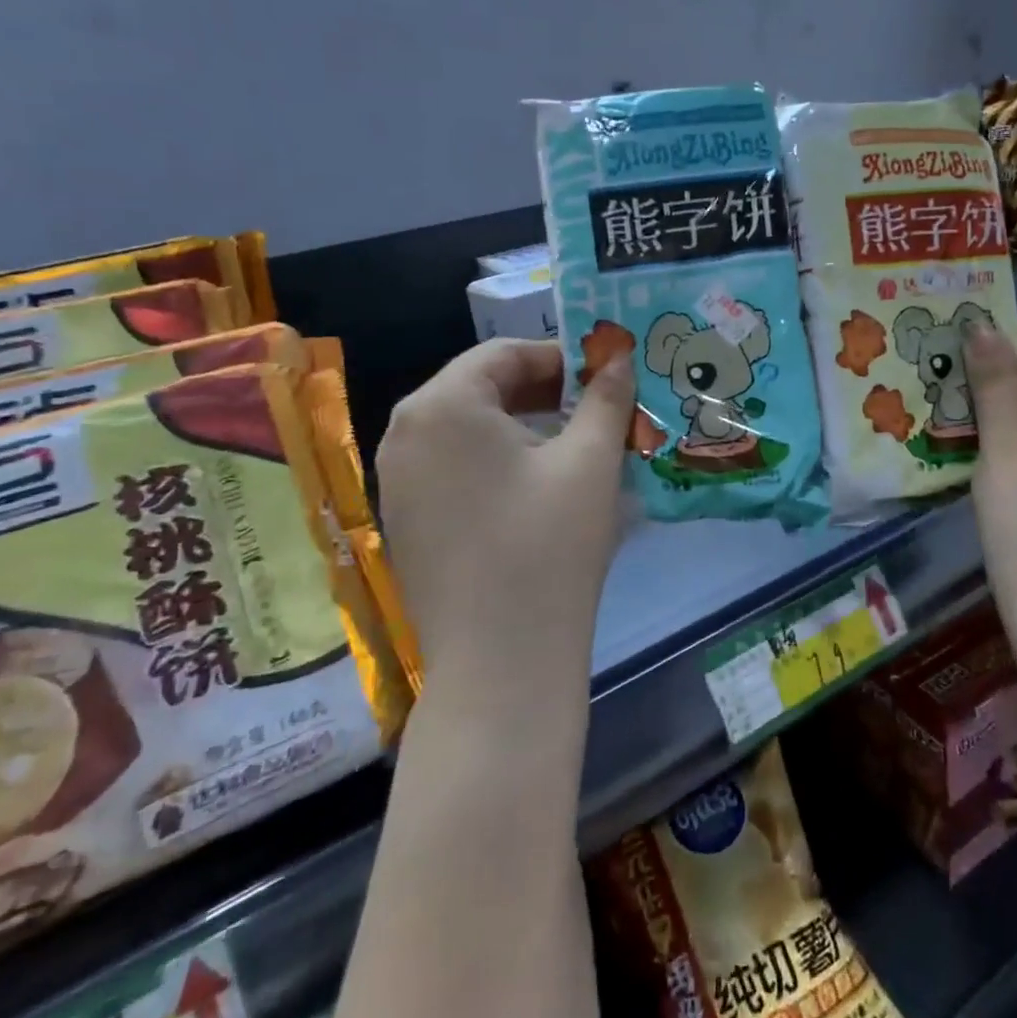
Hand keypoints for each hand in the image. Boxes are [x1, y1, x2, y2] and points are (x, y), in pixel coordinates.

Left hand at [376, 339, 634, 696]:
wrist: (501, 664)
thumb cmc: (550, 546)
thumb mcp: (591, 461)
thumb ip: (606, 397)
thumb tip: (620, 357)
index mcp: (441, 406)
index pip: (504, 353)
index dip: (560, 358)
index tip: (605, 378)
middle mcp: (404, 433)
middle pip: (481, 388)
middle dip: (543, 392)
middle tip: (596, 413)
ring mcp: (396, 481)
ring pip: (467, 430)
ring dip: (522, 427)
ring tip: (574, 450)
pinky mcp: (403, 521)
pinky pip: (453, 467)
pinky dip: (495, 462)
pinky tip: (536, 492)